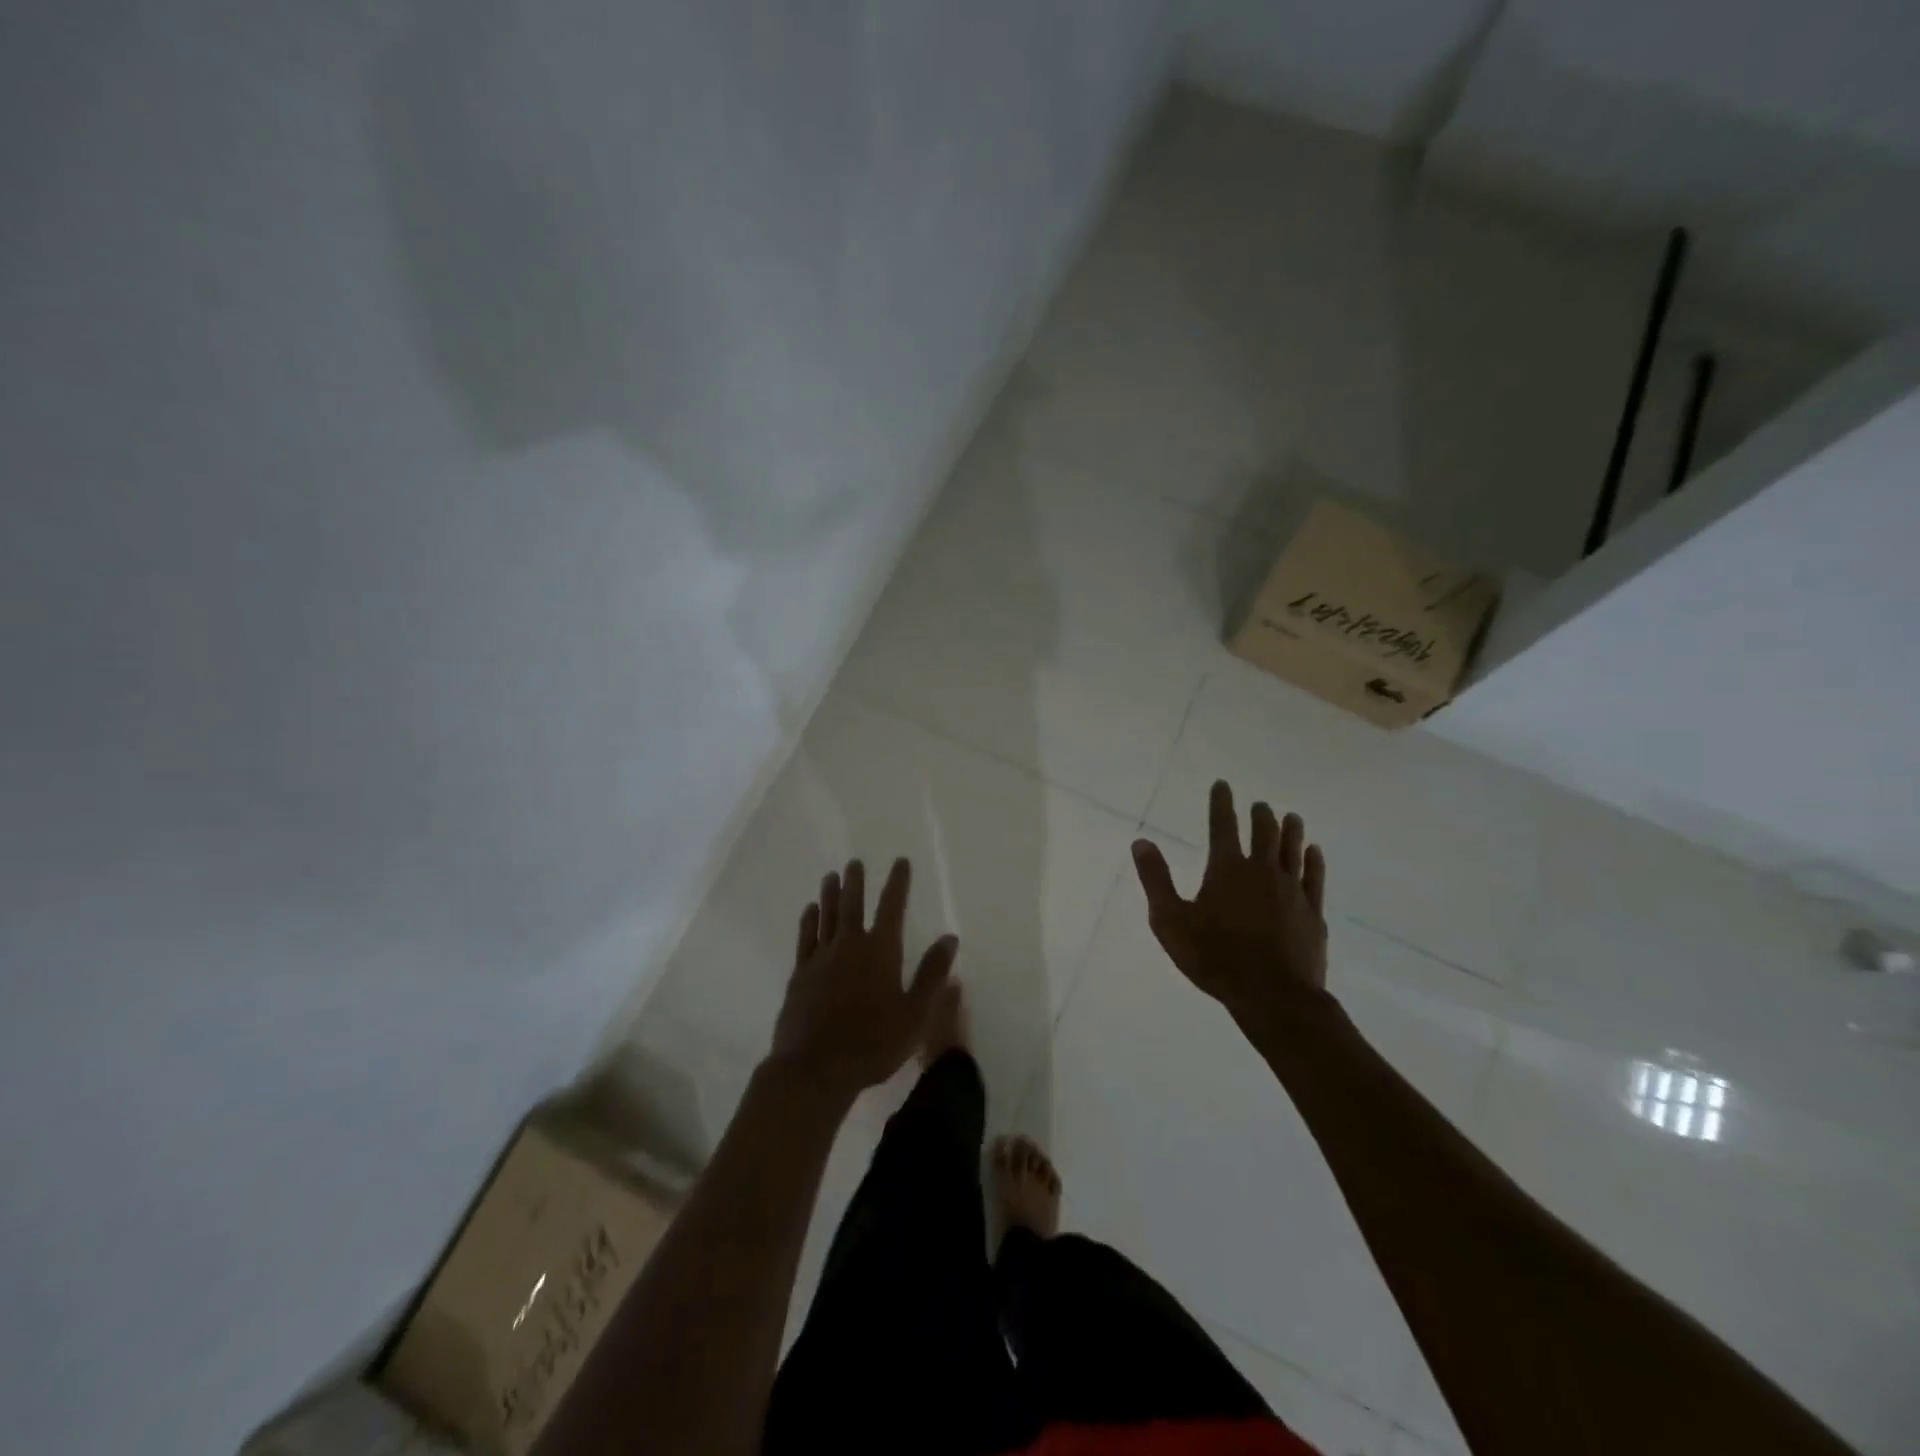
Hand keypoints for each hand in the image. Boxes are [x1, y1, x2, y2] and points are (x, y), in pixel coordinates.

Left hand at [770, 857, 958, 1100]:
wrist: (814, 1068)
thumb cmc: (873, 1044)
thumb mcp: (915, 1014)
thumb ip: (931, 974)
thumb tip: (950, 938)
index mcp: (881, 952)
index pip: (892, 907)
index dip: (897, 883)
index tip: (900, 862)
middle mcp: (850, 946)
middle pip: (853, 905)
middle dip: (856, 882)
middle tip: (855, 862)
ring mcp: (821, 959)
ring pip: (826, 916)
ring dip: (830, 894)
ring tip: (831, 875)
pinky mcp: (800, 974)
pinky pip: (805, 938)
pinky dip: (808, 921)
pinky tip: (810, 911)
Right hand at [1130, 779, 1331, 1028]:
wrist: (1273, 996)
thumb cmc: (1214, 958)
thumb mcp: (1170, 921)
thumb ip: (1156, 879)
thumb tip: (1141, 842)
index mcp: (1227, 870)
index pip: (1223, 826)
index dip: (1221, 803)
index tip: (1223, 785)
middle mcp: (1262, 871)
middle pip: (1264, 833)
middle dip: (1260, 816)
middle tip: (1260, 805)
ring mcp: (1292, 891)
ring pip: (1292, 850)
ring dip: (1290, 831)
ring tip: (1291, 816)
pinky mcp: (1312, 912)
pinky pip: (1314, 877)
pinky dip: (1314, 860)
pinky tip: (1315, 852)